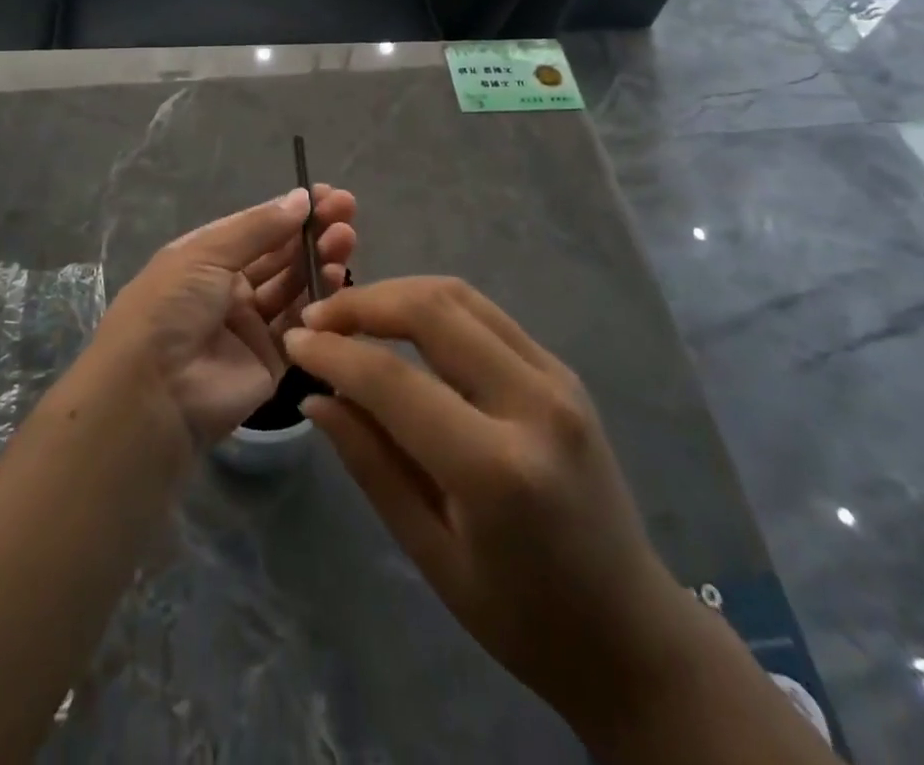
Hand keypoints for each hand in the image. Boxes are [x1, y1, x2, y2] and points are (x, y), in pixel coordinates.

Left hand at [96, 185, 355, 446]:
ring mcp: (251, 325)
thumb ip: (258, 228)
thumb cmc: (171, 306)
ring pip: (295, 286)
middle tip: (347, 212)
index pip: (257, 227)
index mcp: (207, 258)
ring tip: (345, 240)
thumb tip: (302, 198)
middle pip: (280, 255)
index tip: (329, 195)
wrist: (153, 392)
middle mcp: (229, 288)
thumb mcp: (206, 254)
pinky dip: (320, 301)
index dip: (292, 211)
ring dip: (320, 260)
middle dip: (312, 232)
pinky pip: (301, 325)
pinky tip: (337, 277)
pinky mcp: (271, 360)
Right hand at [283, 277, 686, 729]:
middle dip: (364, 303)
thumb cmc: (523, 617)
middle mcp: (535, 404)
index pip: (395, 382)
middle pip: (432, 310)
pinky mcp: (562, 369)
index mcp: (498, 469)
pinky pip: (485, 313)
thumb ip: (371, 463)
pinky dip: (433, 306)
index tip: (293, 343)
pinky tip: (401, 326)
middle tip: (317, 320)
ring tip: (351, 315)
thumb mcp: (431, 553)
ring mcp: (557, 377)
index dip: (335, 353)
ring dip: (397, 293)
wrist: (631, 631)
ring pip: (460, 296)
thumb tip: (315, 397)